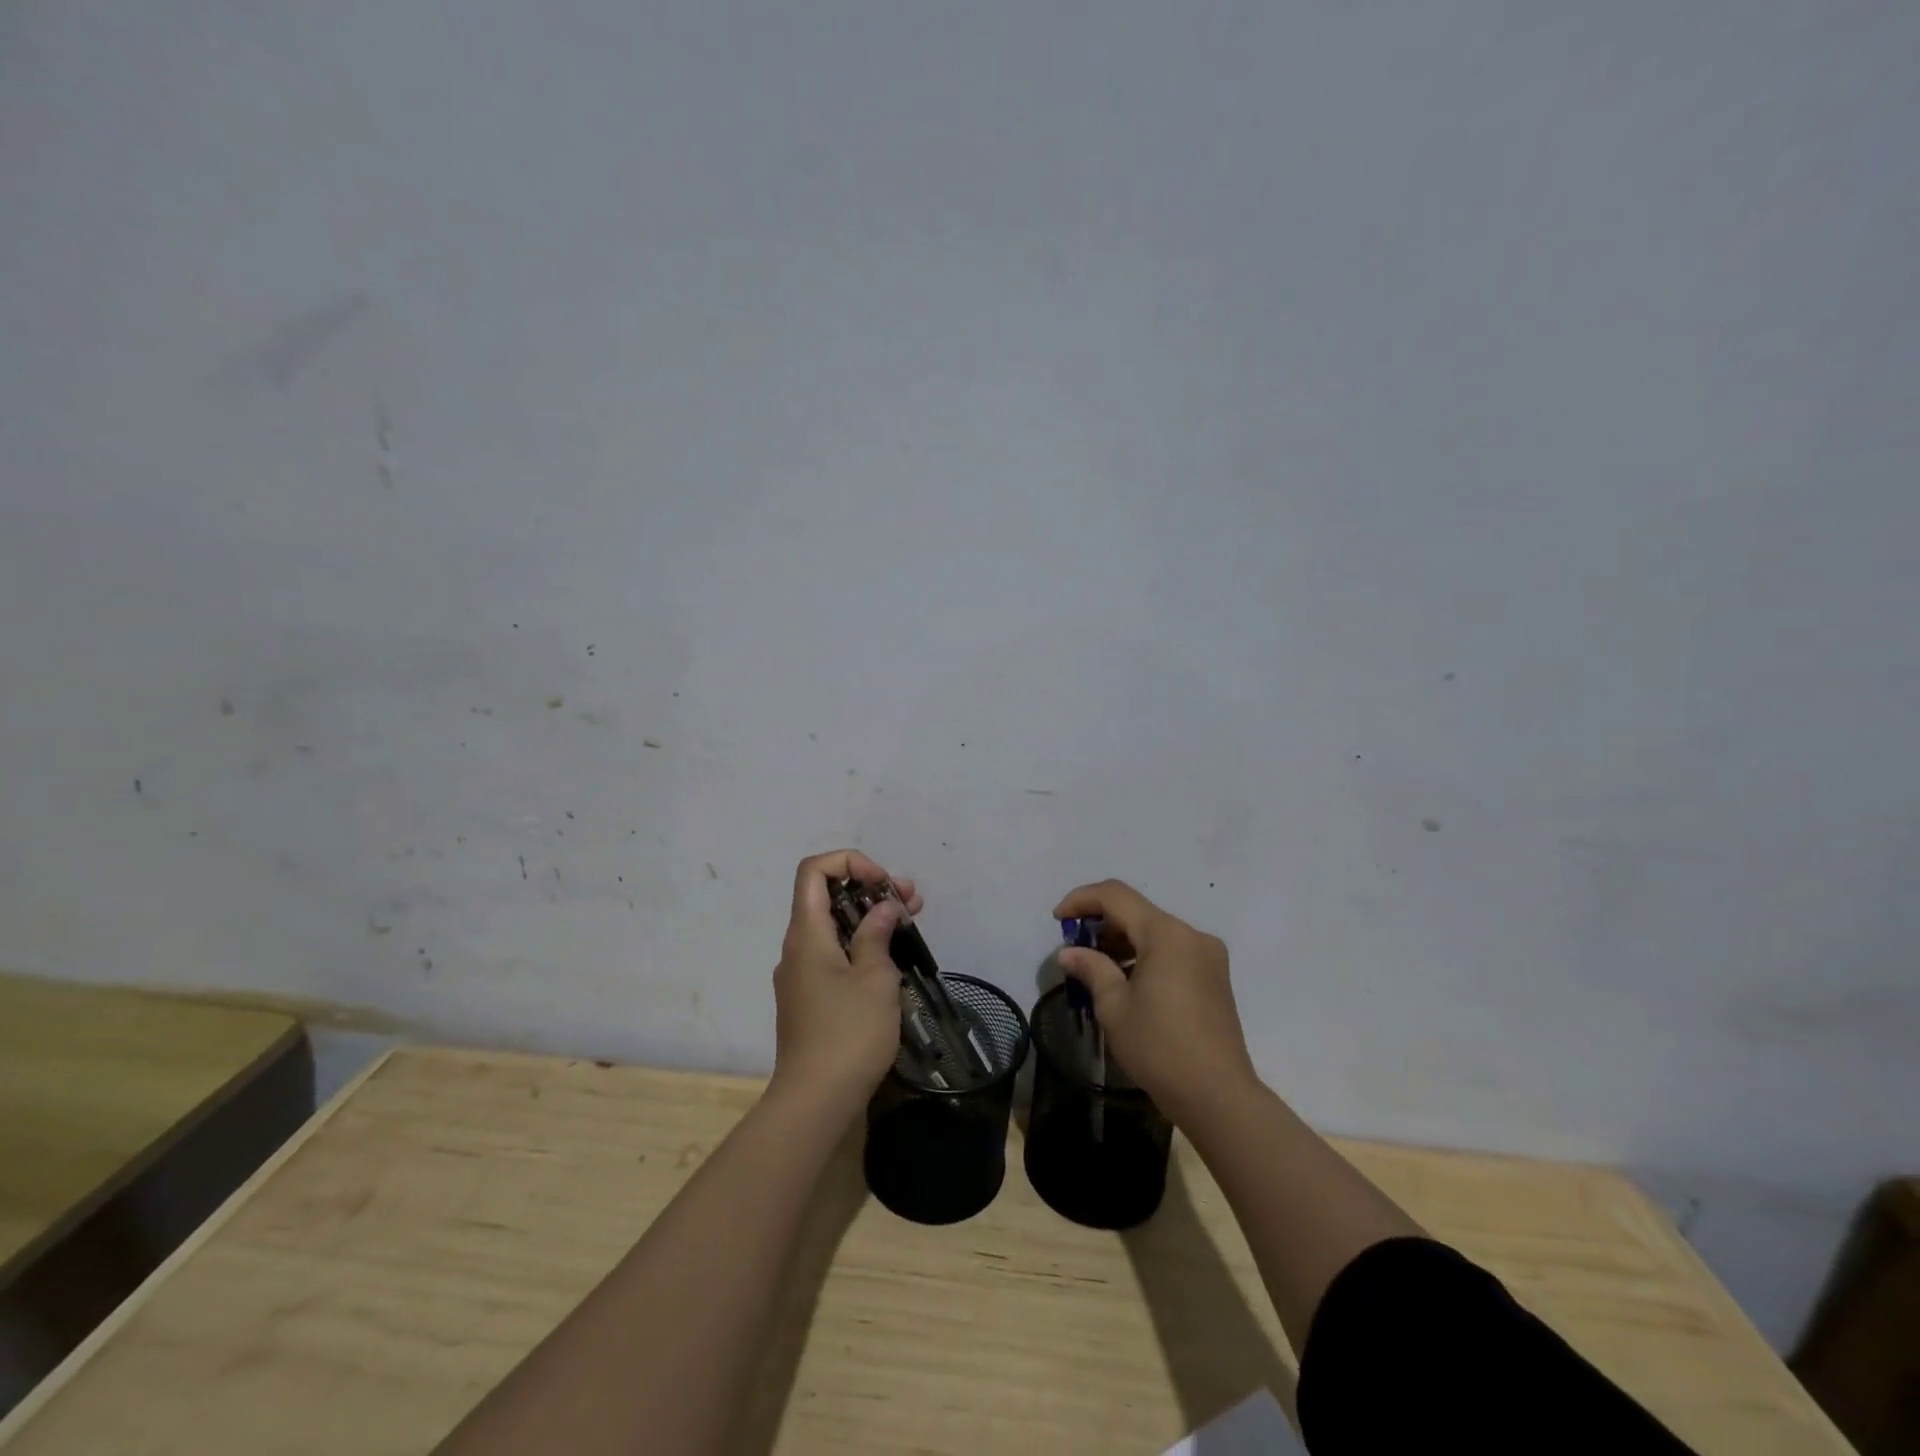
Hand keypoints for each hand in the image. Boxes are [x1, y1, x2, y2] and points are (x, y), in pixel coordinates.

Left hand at [770, 849, 920, 1116]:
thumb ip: (877, 934)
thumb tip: (883, 908)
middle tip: (912, 901)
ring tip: (911, 924)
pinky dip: (861, 946)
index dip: (850, 863)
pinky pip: (834, 956)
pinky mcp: (811, 999)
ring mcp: (802, 975)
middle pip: (828, 897)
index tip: (883, 883)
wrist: (815, 1101)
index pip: (814, 870)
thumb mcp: (874, 978)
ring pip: (834, 928)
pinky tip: (892, 960)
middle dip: (871, 890)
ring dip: (870, 919)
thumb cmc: (848, 1033)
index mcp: (807, 933)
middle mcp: (797, 948)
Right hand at [1053, 880, 1258, 1123]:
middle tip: (1075, 950)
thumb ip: (1091, 969)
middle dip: (1101, 924)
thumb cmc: (1160, 1048)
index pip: (1116, 896)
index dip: (1081, 900)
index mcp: (1166, 934)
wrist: (1218, 1097)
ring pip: (1155, 932)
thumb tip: (1069, 953)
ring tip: (1096, 970)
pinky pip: (1171, 951)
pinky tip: (1126, 982)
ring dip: (1122, 942)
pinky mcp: (1214, 977)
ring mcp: (1208, 955)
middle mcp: (1191, 934)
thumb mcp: (1114, 1007)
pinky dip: (1144, 956)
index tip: (1057, 919)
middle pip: (1137, 912)